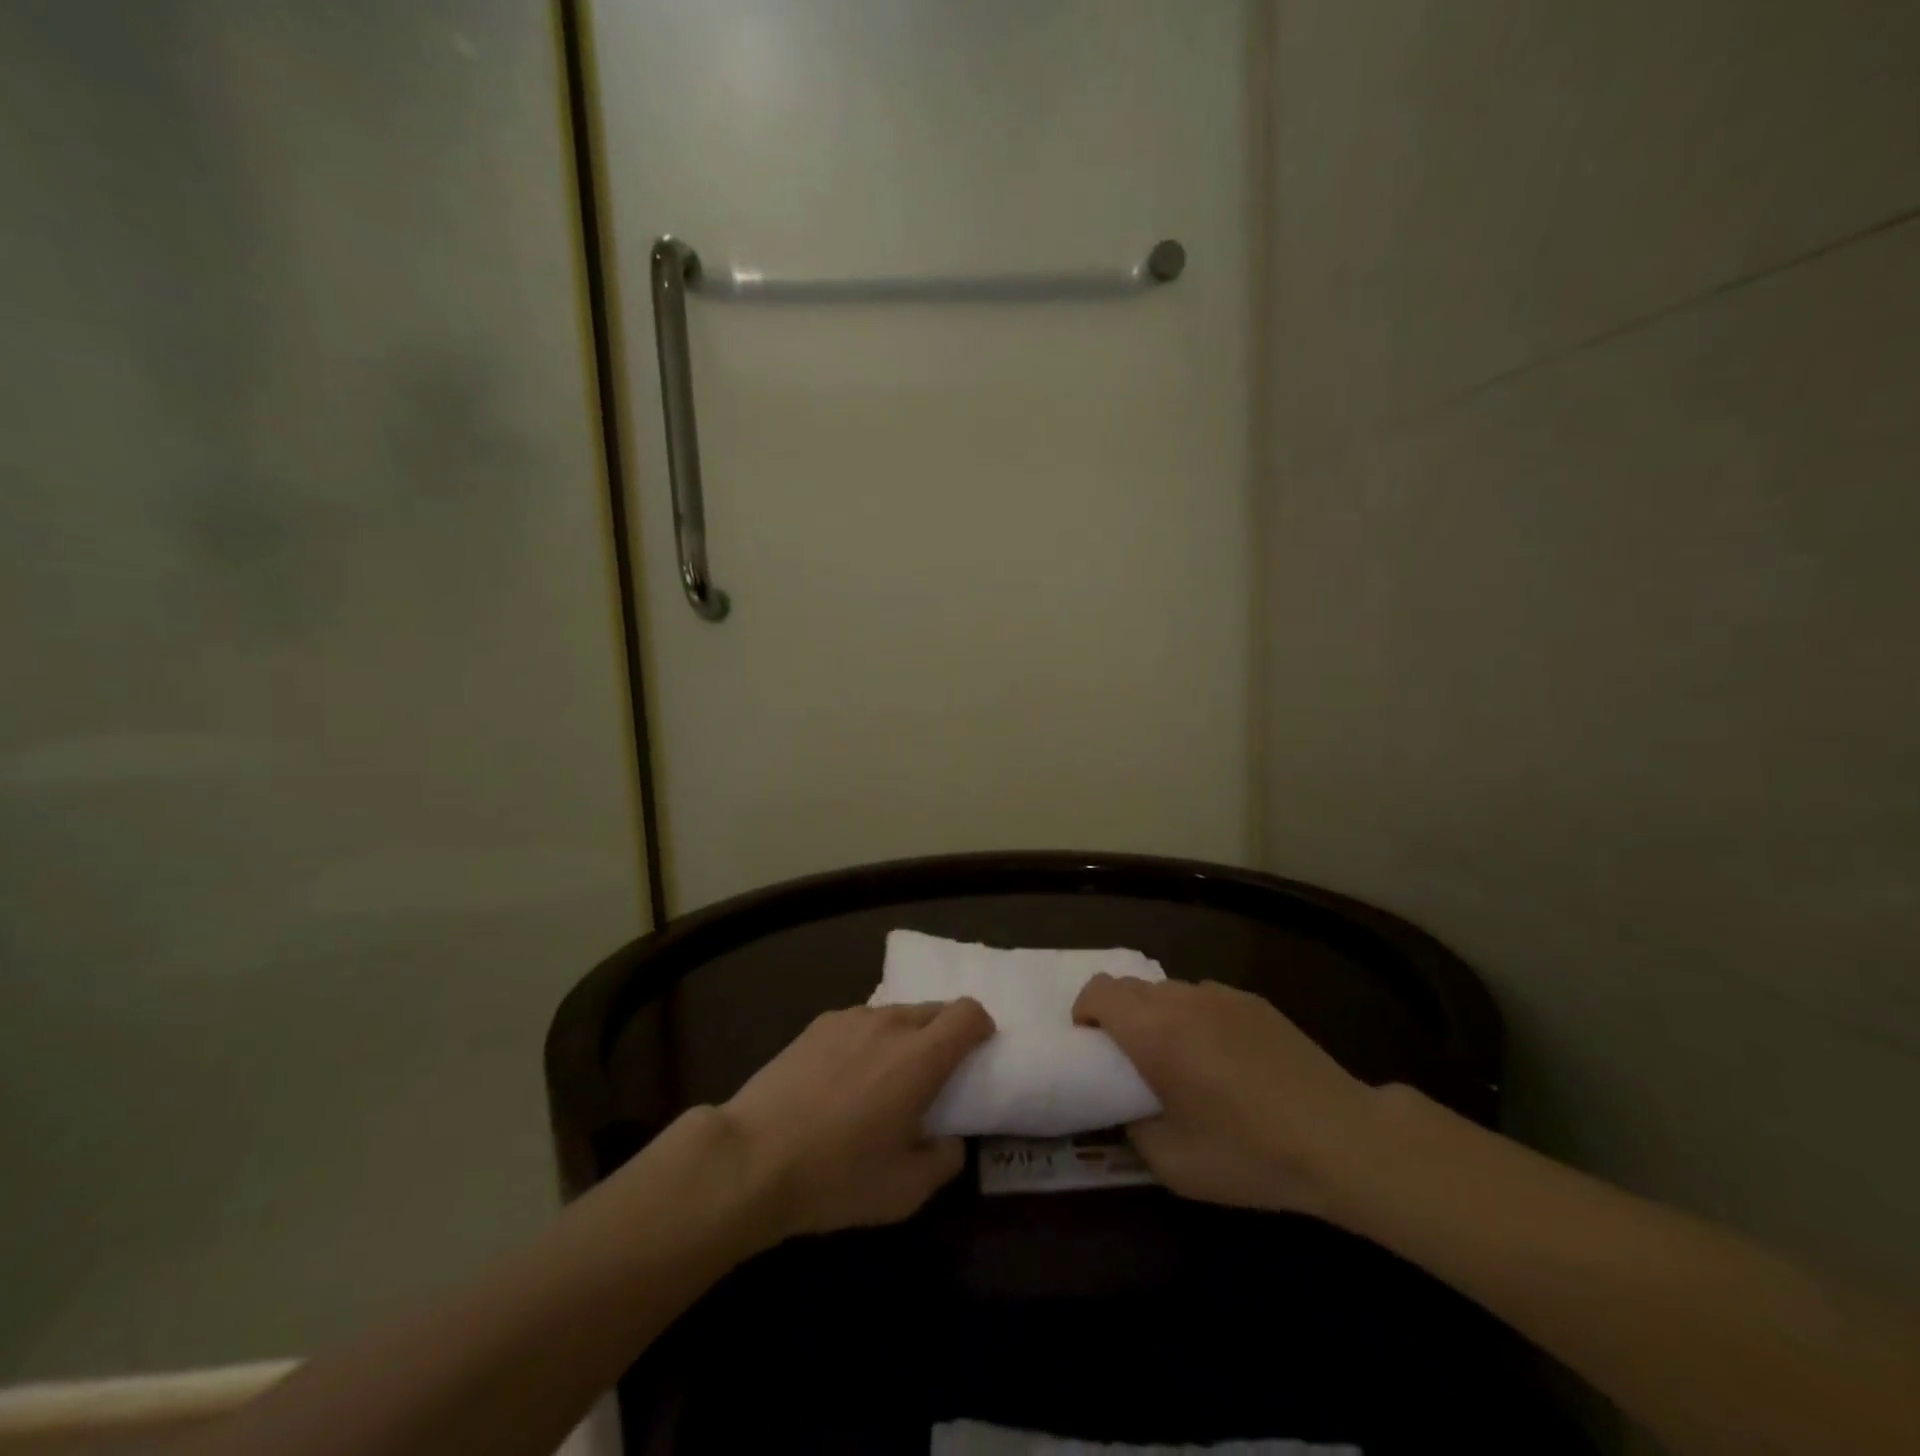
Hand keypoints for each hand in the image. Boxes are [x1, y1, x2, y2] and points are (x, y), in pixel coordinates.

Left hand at [720, 999, 994, 1238]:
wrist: (752, 1158)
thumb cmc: (837, 1177)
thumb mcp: (905, 1191)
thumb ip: (944, 1160)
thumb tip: (950, 1139)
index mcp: (920, 1057)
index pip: (968, 1014)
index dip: (982, 1027)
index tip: (979, 1051)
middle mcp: (890, 1024)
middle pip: (934, 1009)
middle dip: (946, 1033)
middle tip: (935, 1074)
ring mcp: (851, 1019)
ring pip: (895, 1015)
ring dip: (905, 1037)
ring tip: (885, 1079)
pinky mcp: (818, 1024)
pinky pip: (861, 1023)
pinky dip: (869, 1041)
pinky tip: (845, 1079)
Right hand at [1072, 976, 1375, 1217]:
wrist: (1342, 1138)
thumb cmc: (1250, 1152)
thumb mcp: (1174, 1164)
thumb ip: (1133, 1129)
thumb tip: (1128, 1109)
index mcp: (1154, 1031)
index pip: (1099, 991)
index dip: (1085, 1012)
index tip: (1092, 1046)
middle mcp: (1182, 1000)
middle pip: (1130, 987)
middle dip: (1118, 1014)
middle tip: (1130, 1059)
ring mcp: (1221, 996)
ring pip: (1168, 991)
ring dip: (1157, 1016)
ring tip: (1180, 1060)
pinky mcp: (1254, 1001)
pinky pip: (1205, 999)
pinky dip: (1194, 1018)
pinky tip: (1224, 1060)